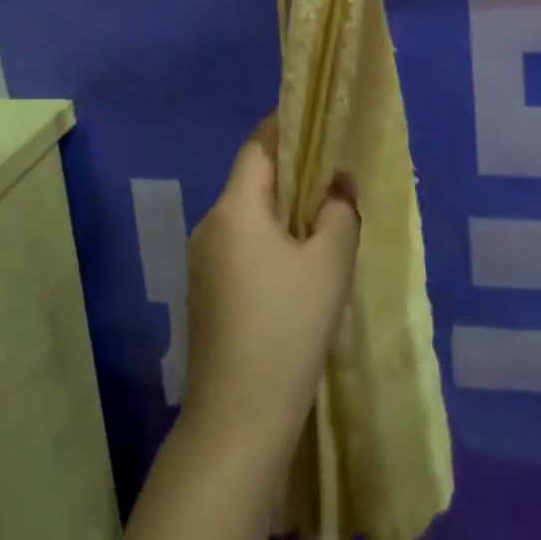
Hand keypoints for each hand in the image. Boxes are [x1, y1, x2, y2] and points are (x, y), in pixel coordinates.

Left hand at [182, 118, 359, 465]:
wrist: (237, 419)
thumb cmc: (287, 329)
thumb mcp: (329, 264)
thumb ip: (339, 212)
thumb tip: (337, 185)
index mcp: (235, 208)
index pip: (259, 147)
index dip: (286, 127)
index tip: (316, 119)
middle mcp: (210, 225)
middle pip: (252, 180)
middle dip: (291, 172)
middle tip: (332, 174)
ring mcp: (201, 260)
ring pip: (246, 215)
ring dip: (280, 209)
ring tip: (322, 218)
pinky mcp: (204, 291)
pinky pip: (239, 244)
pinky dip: (267, 238)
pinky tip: (296, 263)